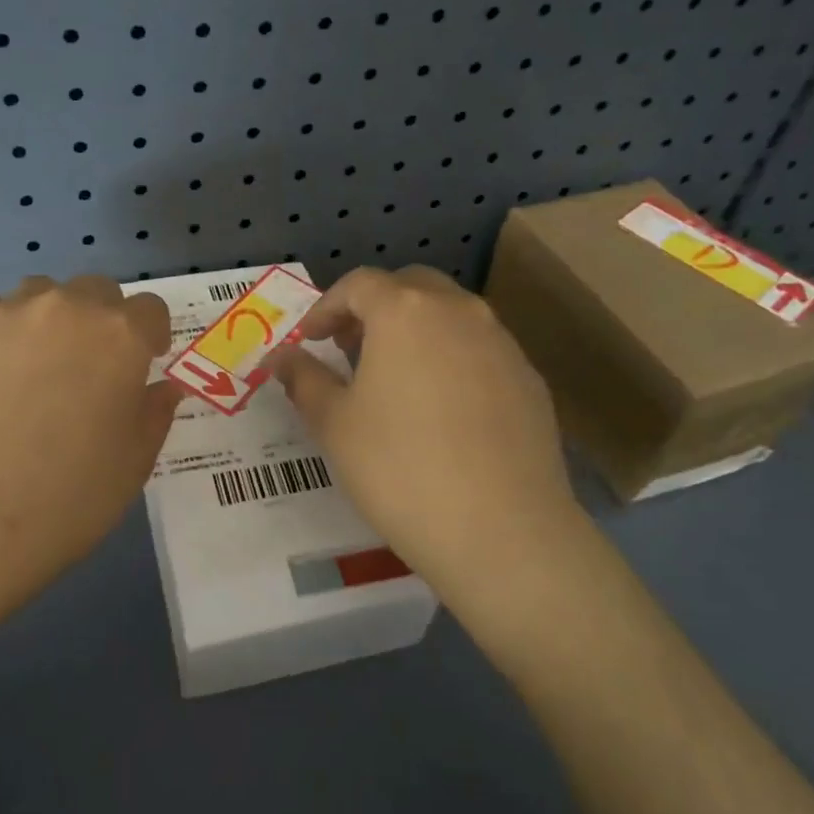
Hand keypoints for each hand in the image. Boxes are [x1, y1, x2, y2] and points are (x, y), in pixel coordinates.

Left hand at [0, 275, 183, 618]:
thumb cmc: (64, 502)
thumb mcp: (133, 464)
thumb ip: (155, 413)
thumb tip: (161, 386)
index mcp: (119, 338)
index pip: (150, 309)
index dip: (150, 337)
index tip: (141, 366)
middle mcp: (65, 309)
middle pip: (95, 290)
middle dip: (101, 320)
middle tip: (86, 370)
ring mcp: (3, 314)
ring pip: (38, 294)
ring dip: (48, 319)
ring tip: (30, 369)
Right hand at [265, 267, 579, 598]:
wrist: (501, 529)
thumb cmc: (400, 469)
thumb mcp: (334, 424)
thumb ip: (304, 380)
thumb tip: (283, 357)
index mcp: (405, 312)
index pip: (359, 284)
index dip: (327, 306)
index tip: (311, 338)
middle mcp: (459, 312)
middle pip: (411, 287)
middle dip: (375, 308)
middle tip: (351, 347)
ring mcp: (502, 343)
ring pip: (451, 316)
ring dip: (416, 330)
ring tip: (395, 377)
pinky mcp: (530, 379)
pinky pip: (481, 350)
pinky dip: (452, 359)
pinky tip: (442, 409)